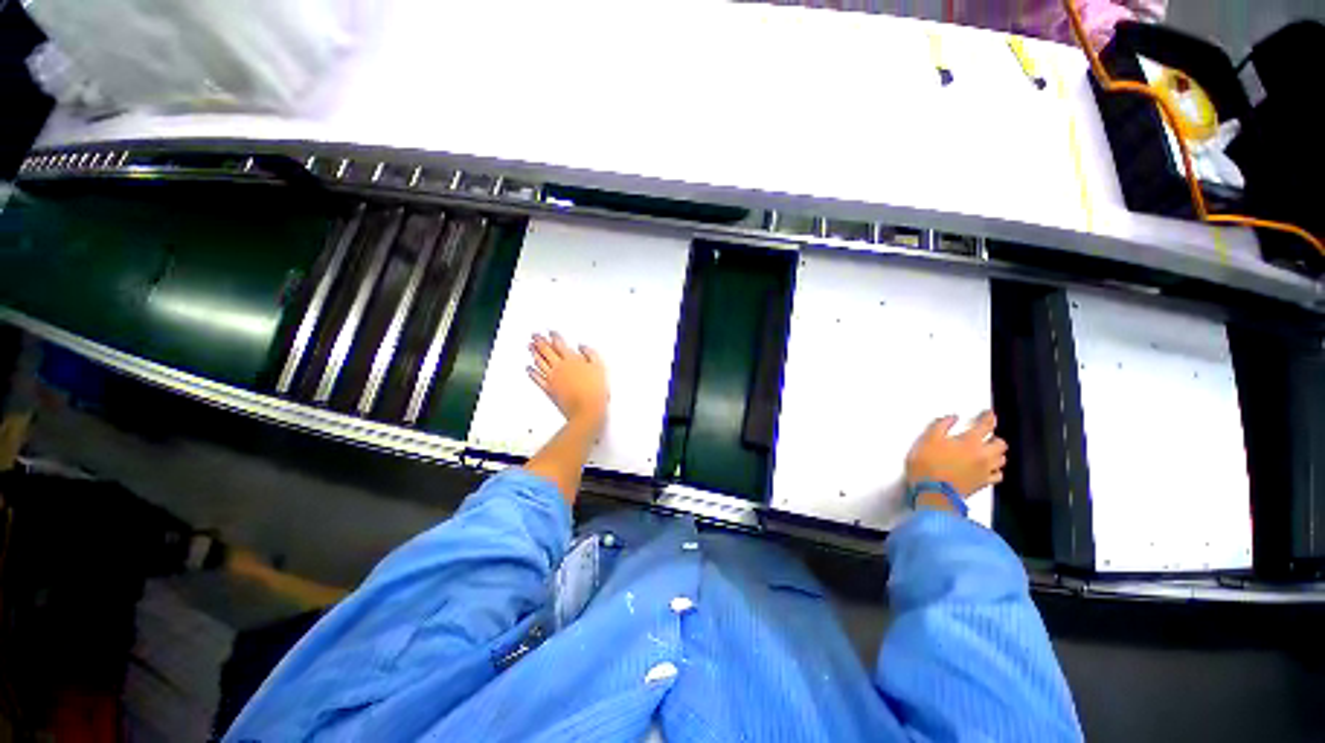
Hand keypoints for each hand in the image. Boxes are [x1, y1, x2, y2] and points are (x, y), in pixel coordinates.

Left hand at [528, 331, 608, 431]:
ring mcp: (552, 379)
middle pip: (546, 351)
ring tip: (530, 347)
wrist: (587, 410)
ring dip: (534, 353)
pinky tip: (529, 369)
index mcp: (572, 360)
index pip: (560, 344)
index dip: (554, 336)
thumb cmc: (595, 390)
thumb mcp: (600, 368)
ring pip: (540, 362)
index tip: (551, 332)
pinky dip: (532, 372)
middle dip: (540, 341)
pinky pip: (537, 379)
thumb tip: (583, 346)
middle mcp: (560, 367)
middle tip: (535, 335)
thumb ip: (591, 354)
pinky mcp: (549, 390)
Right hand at [905, 411, 1006, 496]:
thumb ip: (940, 426)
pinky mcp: (983, 484)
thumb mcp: (927, 440)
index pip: (986, 426)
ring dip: (997, 453)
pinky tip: (989, 468)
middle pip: (1000, 444)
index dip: (988, 418)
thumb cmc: (927, 465)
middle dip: (995, 437)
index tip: (989, 414)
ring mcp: (985, 471)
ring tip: (988, 451)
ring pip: (1002, 459)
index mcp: (970, 442)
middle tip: (987, 435)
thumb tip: (952, 418)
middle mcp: (983, 455)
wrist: (932, 493)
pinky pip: (998, 475)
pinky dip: (996, 469)